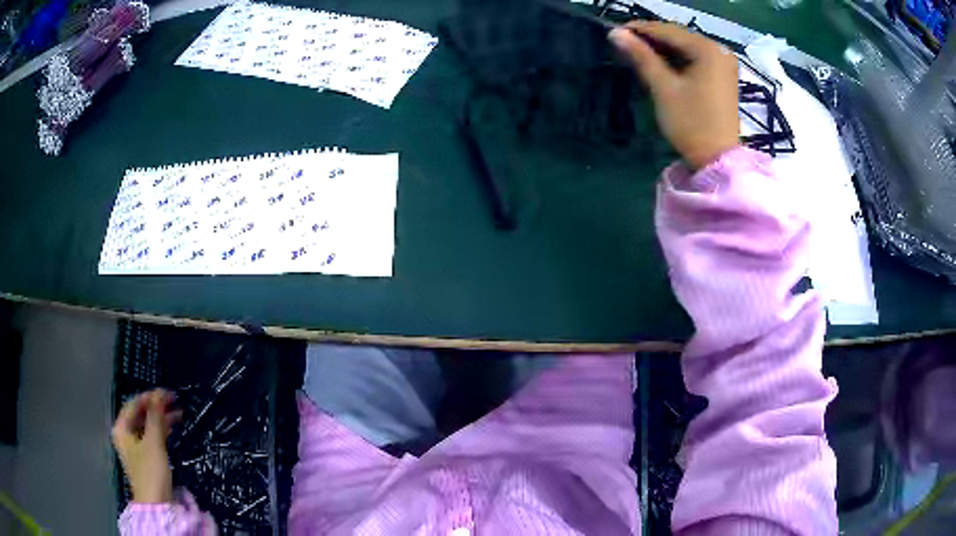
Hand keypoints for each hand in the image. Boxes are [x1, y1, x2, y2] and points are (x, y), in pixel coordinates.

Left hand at [112, 389, 180, 503]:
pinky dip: (161, 430)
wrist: (157, 504)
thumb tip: (159, 393)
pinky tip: (172, 428)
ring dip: (161, 419)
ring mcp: (136, 447)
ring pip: (148, 426)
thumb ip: (155, 416)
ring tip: (178, 413)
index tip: (166, 393)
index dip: (149, 397)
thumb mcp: (153, 442)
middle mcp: (126, 435)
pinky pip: (152, 437)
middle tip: (174, 401)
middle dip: (156, 407)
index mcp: (122, 428)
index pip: (134, 405)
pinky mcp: (146, 458)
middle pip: (140, 415)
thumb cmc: (150, 471)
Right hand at [609, 22, 739, 169]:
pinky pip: (695, 58)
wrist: (717, 159)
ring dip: (662, 49)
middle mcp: (719, 50)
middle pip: (678, 37)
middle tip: (624, 43)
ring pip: (686, 47)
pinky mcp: (723, 76)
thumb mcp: (663, 87)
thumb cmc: (691, 123)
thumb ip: (641, 57)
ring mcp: (723, 63)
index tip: (614, 31)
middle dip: (651, 39)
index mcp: (708, 49)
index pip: (668, 31)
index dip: (640, 29)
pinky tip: (659, 63)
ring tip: (637, 52)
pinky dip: (677, 59)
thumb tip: (615, 33)